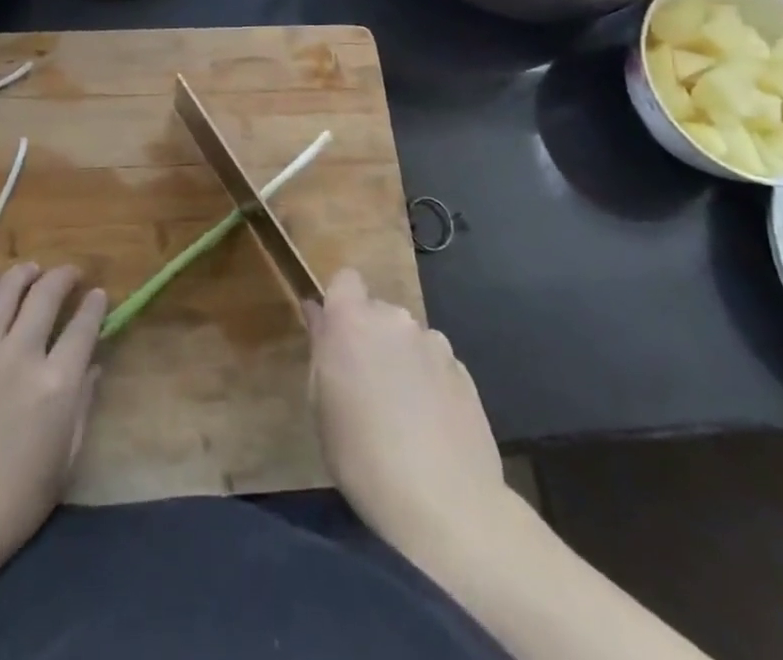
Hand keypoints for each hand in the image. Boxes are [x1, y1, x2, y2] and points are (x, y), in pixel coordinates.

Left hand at [0, 263, 105, 600]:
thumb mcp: (63, 462)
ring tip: (32, 269)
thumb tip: (91, 366)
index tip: (99, 294)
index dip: (95, 305)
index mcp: (56, 384)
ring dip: (23, 274)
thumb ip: (82, 406)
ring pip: (5, 292)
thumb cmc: (11, 506)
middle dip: (63, 277)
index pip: (83, 326)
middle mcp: (21, 355)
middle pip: (46, 295)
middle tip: (70, 274)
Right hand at [306, 268, 520, 570]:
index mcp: (352, 320)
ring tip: (403, 411)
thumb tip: (317, 313)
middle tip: (365, 384)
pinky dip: (429, 381)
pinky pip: (436, 363)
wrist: (446, 504)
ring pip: (408, 338)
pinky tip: (430, 425)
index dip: (339, 302)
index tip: (335, 336)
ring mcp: (435, 343)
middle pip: (377, 311)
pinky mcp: (464, 372)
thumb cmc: (362, 456)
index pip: (344, 279)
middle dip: (370, 336)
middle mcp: (395, 319)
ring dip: (402, 358)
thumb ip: (321, 349)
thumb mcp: (321, 405)